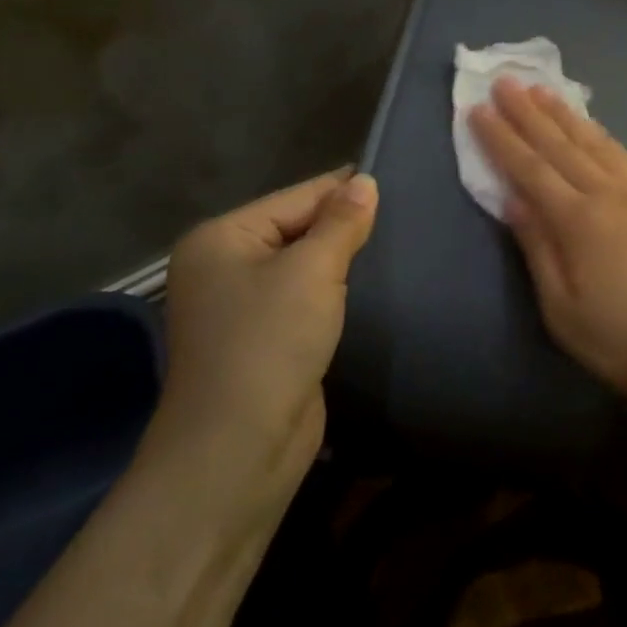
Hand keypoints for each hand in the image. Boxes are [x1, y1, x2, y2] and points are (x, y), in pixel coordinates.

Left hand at [158, 168, 377, 492]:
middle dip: (346, 227)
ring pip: (304, 265)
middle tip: (405, 217)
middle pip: (299, 228)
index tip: (398, 181)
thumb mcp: (312, 271)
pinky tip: (369, 286)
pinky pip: (304, 297)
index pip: (297, 197)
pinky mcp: (263, 337)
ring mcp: (240, 305)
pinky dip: (334, 291)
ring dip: (343, 261)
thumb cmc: (270, 342)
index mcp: (221, 238)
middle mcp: (224, 265)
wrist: (240, 445)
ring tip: (395, 247)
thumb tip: (364, 181)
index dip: (346, 191)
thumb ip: (342, 222)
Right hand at [468, 79, 626, 414]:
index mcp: (579, 221)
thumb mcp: (563, 309)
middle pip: (562, 145)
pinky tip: (595, 131)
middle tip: (506, 81)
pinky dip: (602, 137)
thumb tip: (513, 200)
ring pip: (597, 144)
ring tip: (545, 92)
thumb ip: (538, 248)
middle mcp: (611, 194)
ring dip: (567, 116)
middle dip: (529, 113)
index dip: (501, 138)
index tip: (478, 109)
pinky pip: (624, 157)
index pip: (530, 169)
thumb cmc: (624, 341)